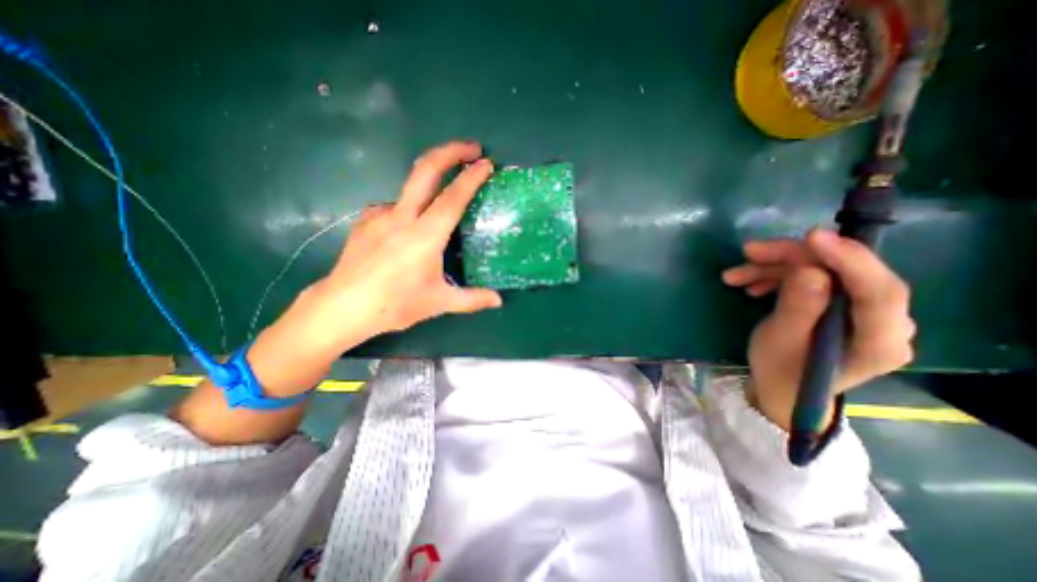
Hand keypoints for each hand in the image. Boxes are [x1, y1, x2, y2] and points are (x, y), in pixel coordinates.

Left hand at [243, 141, 501, 395]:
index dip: (471, 177)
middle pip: (425, 169)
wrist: (343, 306)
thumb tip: (498, 300)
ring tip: (439, 204)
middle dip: (450, 151)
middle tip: (471, 148)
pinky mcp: (365, 220)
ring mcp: (381, 215)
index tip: (486, 163)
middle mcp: (403, 217)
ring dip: (430, 184)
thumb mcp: (439, 302)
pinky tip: (407, 227)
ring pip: (409, 187)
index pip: (453, 198)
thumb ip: (472, 299)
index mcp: (426, 235)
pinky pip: (392, 206)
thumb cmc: (395, 305)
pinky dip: (407, 209)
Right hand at [724, 230, 908, 429]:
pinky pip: (814, 280)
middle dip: (794, 257)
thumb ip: (798, 307)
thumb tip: (809, 271)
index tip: (811, 237)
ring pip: (824, 272)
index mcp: (879, 341)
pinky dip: (779, 276)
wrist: (781, 388)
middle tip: (749, 251)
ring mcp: (864, 312)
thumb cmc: (779, 371)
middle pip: (846, 273)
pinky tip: (751, 284)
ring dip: (776, 267)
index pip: (878, 290)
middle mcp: (886, 322)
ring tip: (735, 275)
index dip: (847, 259)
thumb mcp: (779, 341)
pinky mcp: (843, 306)